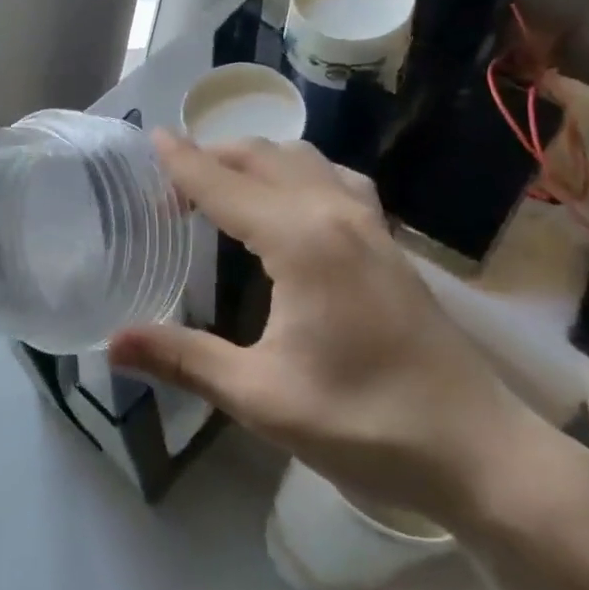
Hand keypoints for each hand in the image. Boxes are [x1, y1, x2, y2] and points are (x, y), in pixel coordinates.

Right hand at [109, 132, 544, 528]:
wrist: (478, 451)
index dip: (181, 162)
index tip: (147, 138)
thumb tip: (111, 344)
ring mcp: (370, 225)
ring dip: (255, 159)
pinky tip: (289, 204)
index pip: (223, 184)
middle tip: (167, 180)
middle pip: (262, 156)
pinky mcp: (389, 242)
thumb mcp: (261, 397)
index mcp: (300, 240)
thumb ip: (183, 359)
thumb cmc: (365, 423)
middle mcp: (335, 213)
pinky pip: (333, 180)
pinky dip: (295, 172)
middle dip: (212, 156)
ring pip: (302, 160)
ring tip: (220, 184)